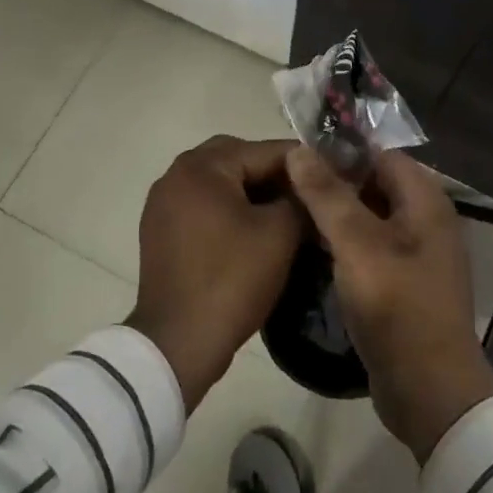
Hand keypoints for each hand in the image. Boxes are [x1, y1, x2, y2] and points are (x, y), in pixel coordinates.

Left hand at [127, 136, 304, 410]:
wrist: (179, 341)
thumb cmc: (232, 279)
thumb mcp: (279, 234)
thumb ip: (299, 198)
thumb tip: (310, 185)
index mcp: (201, 166)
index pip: (263, 150)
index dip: (303, 162)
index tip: (333, 173)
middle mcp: (175, 174)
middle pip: (237, 159)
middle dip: (273, 173)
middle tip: (306, 193)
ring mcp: (163, 203)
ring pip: (219, 183)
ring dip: (251, 191)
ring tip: (285, 212)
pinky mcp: (160, 230)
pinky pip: (202, 205)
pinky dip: (228, 209)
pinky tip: (253, 230)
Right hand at [287, 147, 492, 461]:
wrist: (428, 389)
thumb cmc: (396, 305)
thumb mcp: (356, 244)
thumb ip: (327, 194)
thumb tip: (299, 150)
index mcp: (425, 200)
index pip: (379, 155)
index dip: (340, 153)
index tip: (297, 158)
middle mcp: (426, 219)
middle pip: (374, 184)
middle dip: (333, 183)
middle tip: (287, 186)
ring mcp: (416, 253)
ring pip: (369, 217)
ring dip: (335, 214)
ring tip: (291, 214)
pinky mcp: (403, 282)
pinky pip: (370, 247)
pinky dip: (344, 243)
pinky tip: (311, 249)